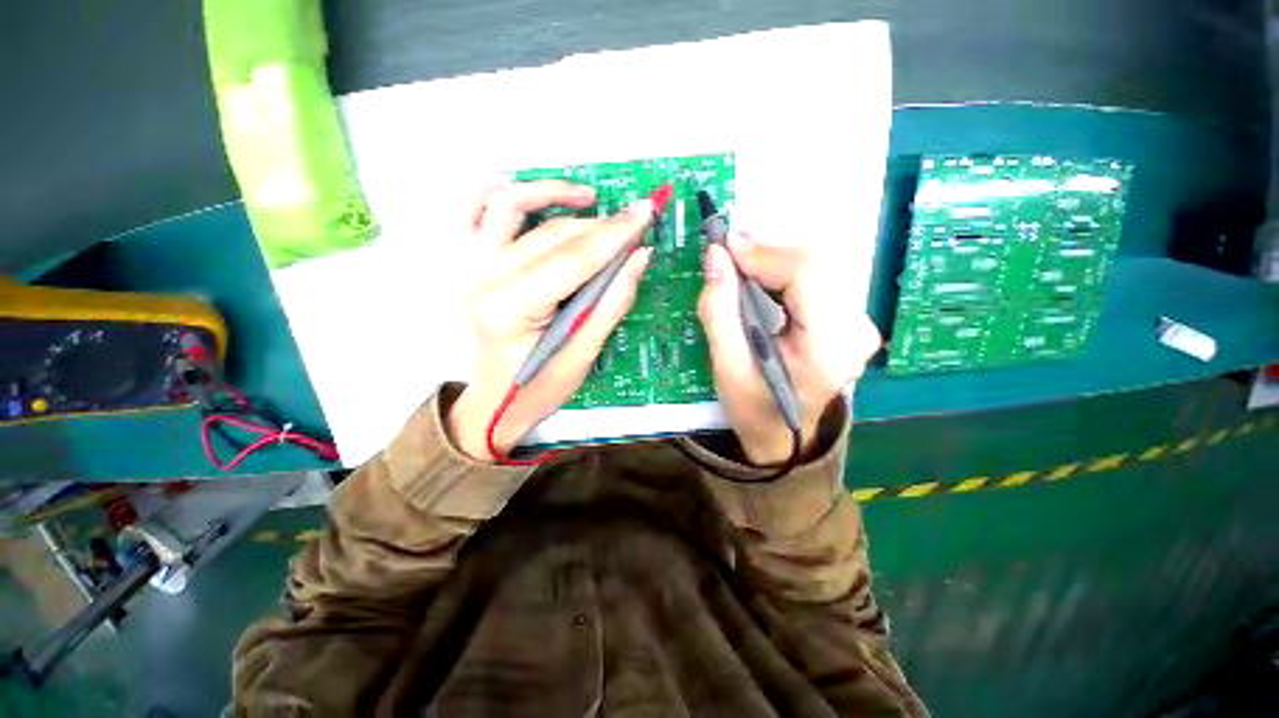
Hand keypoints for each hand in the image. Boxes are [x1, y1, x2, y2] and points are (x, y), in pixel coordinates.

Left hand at [447, 181, 654, 460]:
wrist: (495, 400)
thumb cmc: (539, 387)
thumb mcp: (583, 354)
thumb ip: (612, 302)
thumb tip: (639, 256)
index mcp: (510, 309)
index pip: (572, 260)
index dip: (613, 235)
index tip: (646, 213)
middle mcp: (484, 279)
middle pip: (551, 236)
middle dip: (600, 225)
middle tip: (634, 223)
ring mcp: (473, 266)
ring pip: (511, 207)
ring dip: (553, 193)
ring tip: (590, 198)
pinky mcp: (472, 263)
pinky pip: (479, 212)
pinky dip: (508, 197)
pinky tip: (536, 196)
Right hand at [697, 233, 881, 464]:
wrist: (784, 438)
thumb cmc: (753, 408)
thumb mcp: (726, 366)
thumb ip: (718, 310)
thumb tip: (715, 255)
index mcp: (829, 347)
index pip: (806, 276)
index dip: (764, 254)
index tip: (725, 245)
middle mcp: (856, 329)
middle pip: (817, 264)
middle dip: (768, 251)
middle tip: (728, 251)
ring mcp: (859, 324)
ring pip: (819, 265)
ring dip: (776, 257)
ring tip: (740, 262)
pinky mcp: (850, 320)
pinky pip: (819, 278)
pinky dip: (785, 270)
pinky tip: (761, 275)